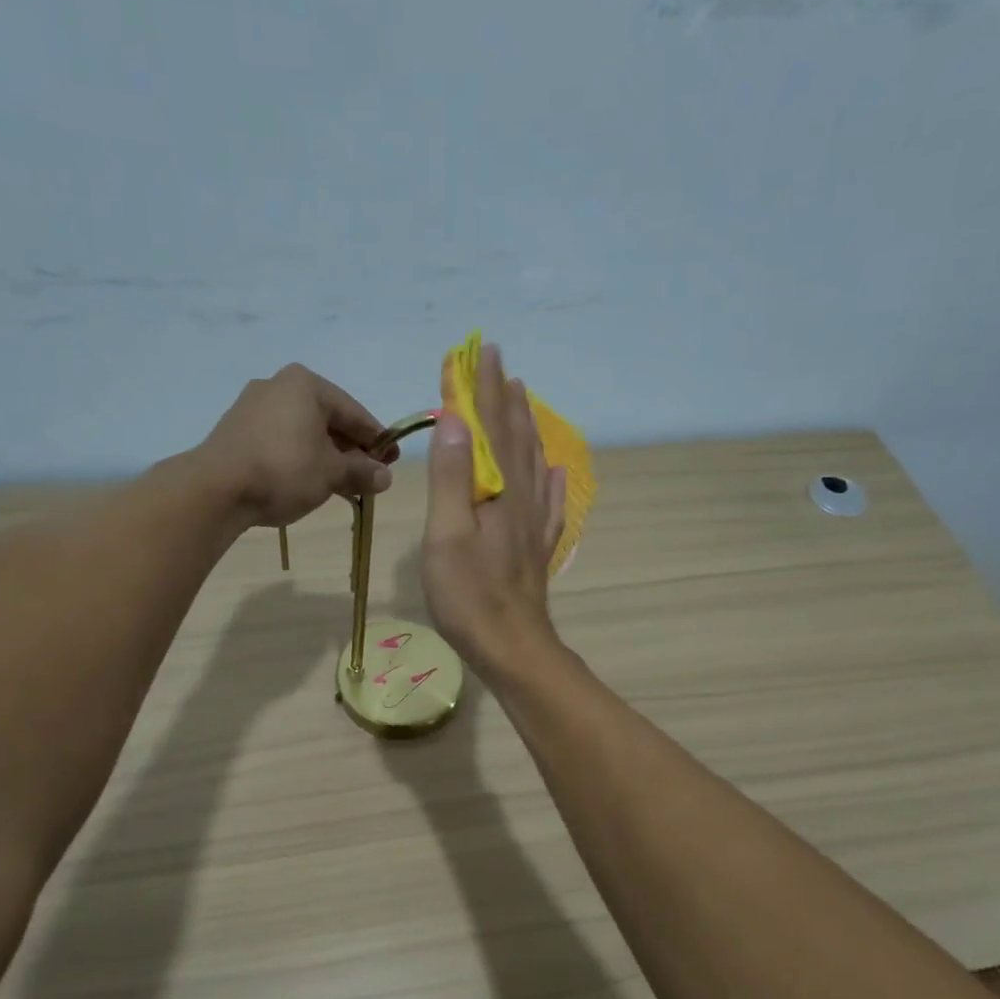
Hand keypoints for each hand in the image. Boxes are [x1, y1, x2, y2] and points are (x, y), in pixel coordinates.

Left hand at [196, 364, 397, 528]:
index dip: (377, 439)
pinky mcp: (237, 430)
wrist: (216, 488)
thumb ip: (361, 472)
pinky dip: (301, 457)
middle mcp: (278, 385)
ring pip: (303, 431)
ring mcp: (253, 406)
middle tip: (369, 475)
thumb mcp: (331, 473)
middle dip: (350, 449)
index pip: (354, 412)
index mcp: (306, 384)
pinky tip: (310, 480)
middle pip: (327, 419)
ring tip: (342, 483)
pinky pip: (281, 440)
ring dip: (326, 456)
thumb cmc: (284, 470)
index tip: (392, 460)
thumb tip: (384, 477)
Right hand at [422, 343, 566, 676]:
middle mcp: (521, 497)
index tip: (474, 353)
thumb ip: (451, 476)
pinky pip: (548, 501)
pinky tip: (552, 469)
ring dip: (525, 425)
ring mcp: (533, 523)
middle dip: (503, 396)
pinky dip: (548, 478)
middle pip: (513, 436)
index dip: (478, 390)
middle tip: (498, 362)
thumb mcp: (447, 534)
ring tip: (522, 397)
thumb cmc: (469, 594)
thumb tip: (456, 419)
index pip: (488, 426)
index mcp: (497, 489)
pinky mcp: (536, 547)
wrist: (512, 645)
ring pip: (532, 461)